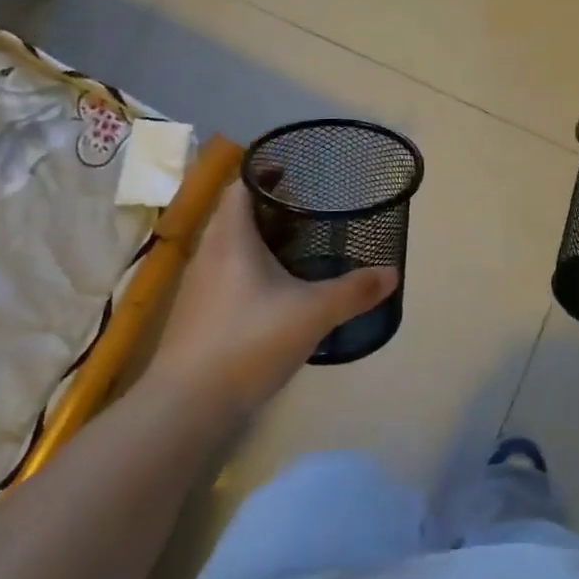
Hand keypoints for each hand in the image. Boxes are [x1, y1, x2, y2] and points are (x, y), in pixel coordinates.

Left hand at [145, 180, 396, 418]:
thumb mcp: (313, 313)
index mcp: (231, 237)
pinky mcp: (196, 315)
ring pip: (229, 246)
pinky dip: (249, 270)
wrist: (186, 407)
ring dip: (258, 240)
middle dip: (269, 208)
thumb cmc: (249, 341)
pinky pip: (225, 275)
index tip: (295, 172)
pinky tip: (274, 292)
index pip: (241, 186)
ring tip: (297, 247)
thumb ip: (354, 291)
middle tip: (308, 209)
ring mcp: (198, 285)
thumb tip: (392, 272)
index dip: (264, 173)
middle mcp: (209, 252)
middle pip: (235, 214)